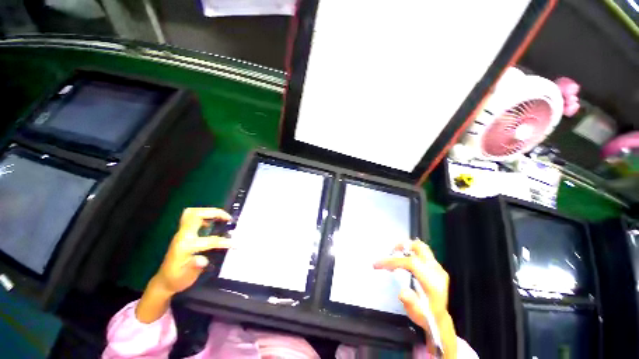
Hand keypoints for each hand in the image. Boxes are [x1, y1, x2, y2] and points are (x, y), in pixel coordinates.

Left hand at [154, 207, 232, 294]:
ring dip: (209, 211)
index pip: (208, 240)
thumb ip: (194, 267)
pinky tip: (212, 222)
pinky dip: (204, 215)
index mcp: (184, 247)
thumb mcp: (185, 277)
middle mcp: (182, 236)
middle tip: (228, 218)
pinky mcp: (183, 233)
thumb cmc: (177, 280)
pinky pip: (192, 217)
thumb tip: (203, 260)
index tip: (235, 244)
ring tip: (222, 217)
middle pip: (196, 215)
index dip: (223, 242)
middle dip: (215, 213)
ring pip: (193, 213)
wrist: (164, 281)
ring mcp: (182, 233)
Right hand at [374, 241, 456, 357]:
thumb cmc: (426, 316)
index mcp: (433, 283)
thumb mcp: (415, 313)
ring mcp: (438, 268)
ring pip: (421, 247)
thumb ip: (410, 302)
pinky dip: (410, 252)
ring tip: (395, 254)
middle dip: (403, 246)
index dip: (394, 261)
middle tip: (390, 252)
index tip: (379, 264)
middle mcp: (437, 272)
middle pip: (420, 248)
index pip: (412, 263)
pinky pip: (422, 253)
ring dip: (406, 247)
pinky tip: (403, 261)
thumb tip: (402, 292)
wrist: (439, 319)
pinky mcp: (436, 267)